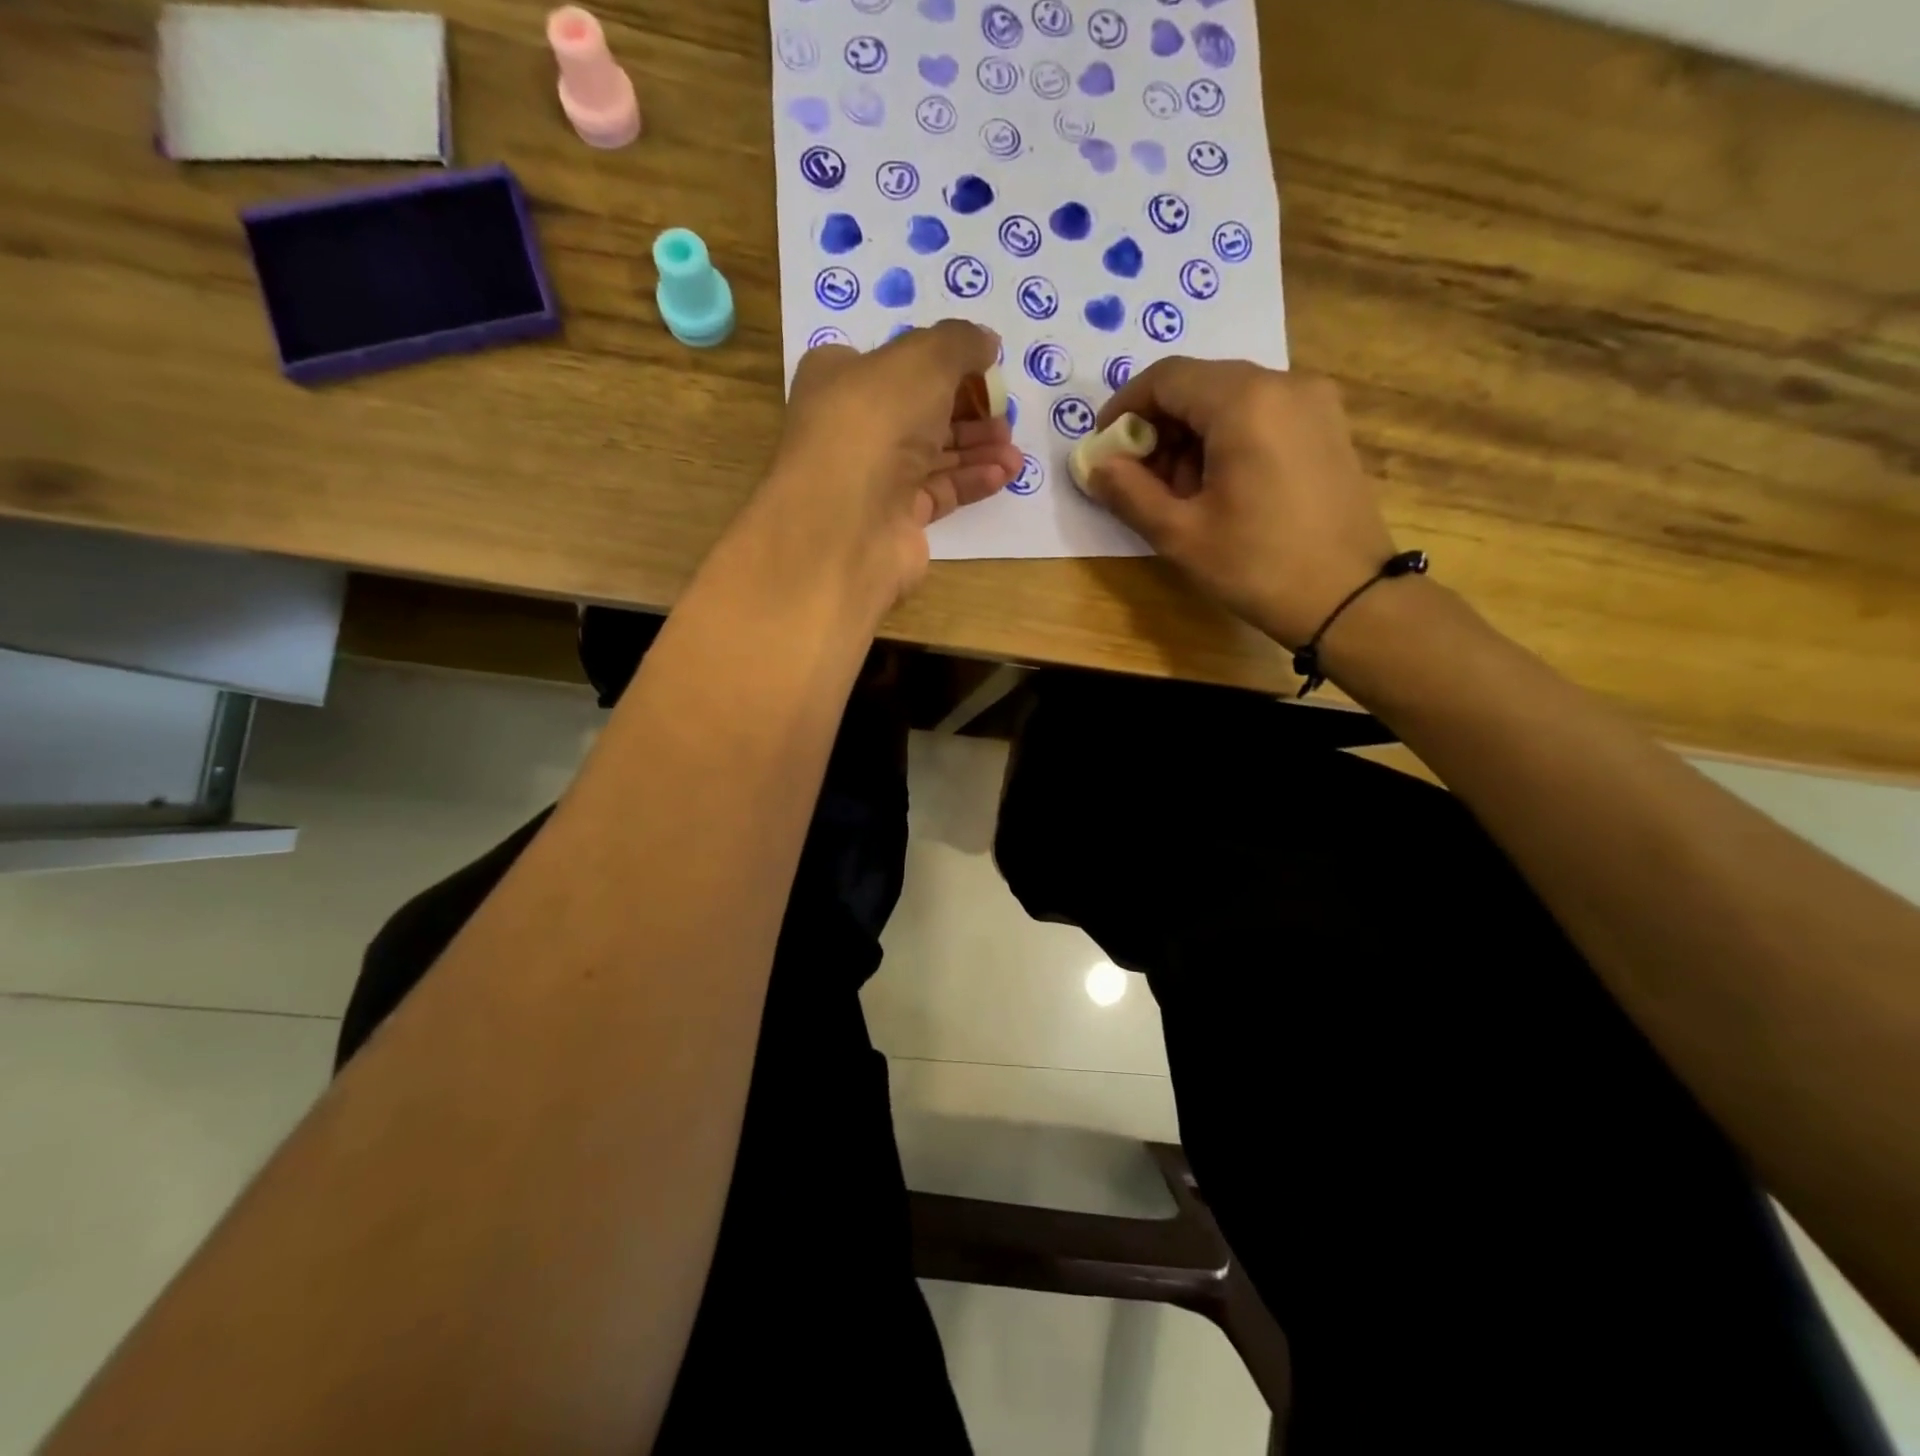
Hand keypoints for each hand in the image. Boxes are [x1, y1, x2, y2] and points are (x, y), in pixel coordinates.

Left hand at [762, 321, 1023, 614]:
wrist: (848, 519)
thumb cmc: (877, 420)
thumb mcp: (925, 359)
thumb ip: (961, 343)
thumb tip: (986, 343)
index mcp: (840, 375)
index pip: (894, 362)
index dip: (940, 362)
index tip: (983, 368)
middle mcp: (852, 425)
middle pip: (919, 411)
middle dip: (968, 411)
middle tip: (1005, 415)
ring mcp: (871, 477)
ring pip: (932, 455)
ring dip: (977, 449)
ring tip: (1013, 450)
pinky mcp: (893, 519)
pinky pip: (938, 492)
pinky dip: (970, 481)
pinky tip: (1003, 474)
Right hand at [1089, 361, 1397, 647]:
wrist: (1351, 599)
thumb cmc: (1258, 566)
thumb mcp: (1180, 535)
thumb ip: (1128, 493)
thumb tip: (1095, 467)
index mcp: (1245, 402)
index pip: (1166, 377)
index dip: (1125, 407)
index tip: (1103, 447)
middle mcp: (1284, 384)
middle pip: (1200, 384)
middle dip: (1158, 426)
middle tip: (1137, 478)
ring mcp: (1314, 403)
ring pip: (1231, 400)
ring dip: (1191, 436)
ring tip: (1178, 492)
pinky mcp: (1328, 427)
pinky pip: (1262, 415)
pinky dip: (1226, 439)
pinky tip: (1218, 488)